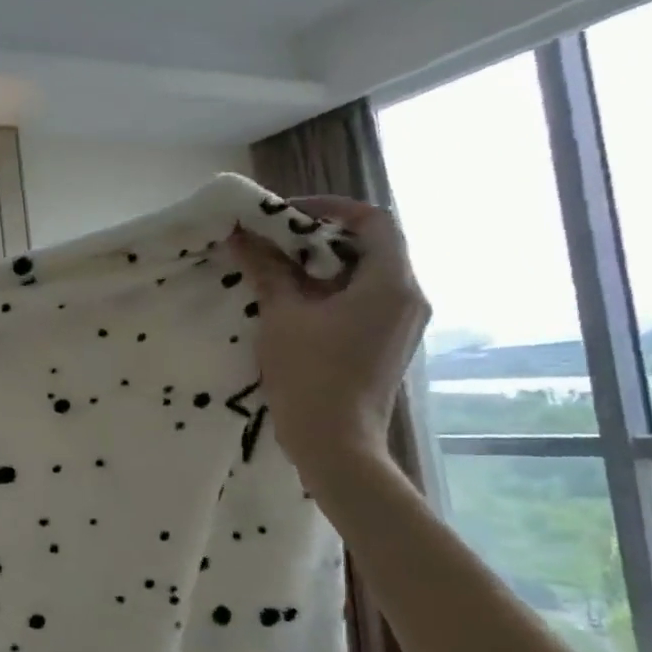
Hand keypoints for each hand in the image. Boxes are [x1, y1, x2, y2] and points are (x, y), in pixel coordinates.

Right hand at [229, 196, 429, 489]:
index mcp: (391, 283)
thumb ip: (267, 269)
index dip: (330, 207)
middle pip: (371, 245)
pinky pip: (366, 298)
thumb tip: (242, 235)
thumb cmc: (310, 375)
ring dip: (325, 264)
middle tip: (276, 240)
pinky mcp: (389, 342)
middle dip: (321, 236)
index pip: (373, 220)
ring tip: (279, 269)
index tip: (286, 213)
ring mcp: (403, 322)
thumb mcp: (282, 315)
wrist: (335, 444)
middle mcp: (408, 296)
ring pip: (367, 273)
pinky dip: (333, 289)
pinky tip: (297, 302)